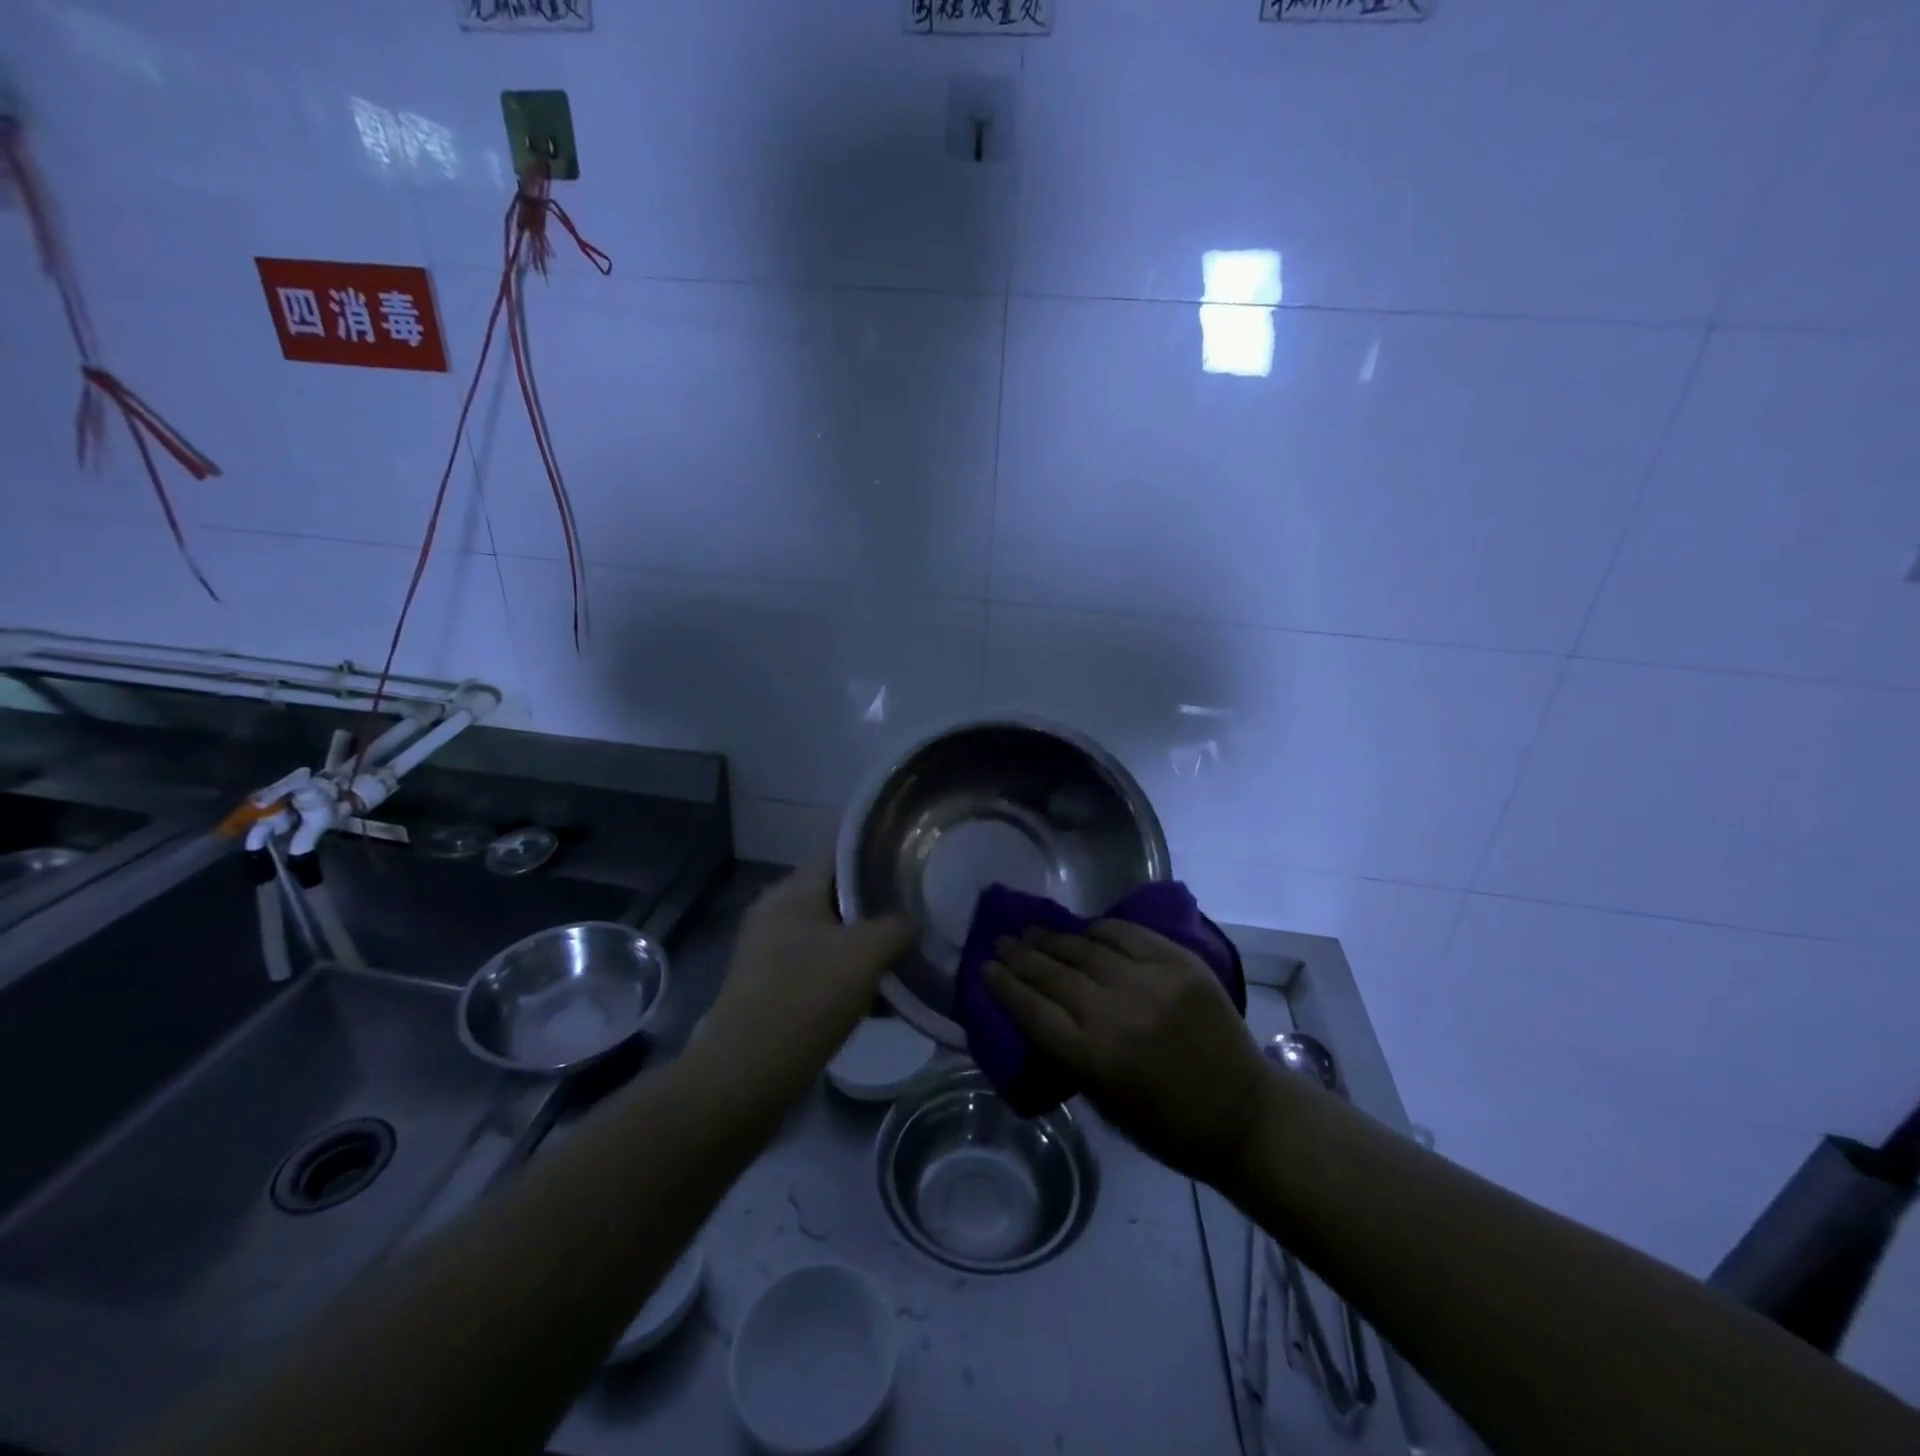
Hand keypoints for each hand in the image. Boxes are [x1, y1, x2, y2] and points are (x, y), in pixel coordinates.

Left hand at [701, 858, 915, 1102]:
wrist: (744, 1078)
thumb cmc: (805, 998)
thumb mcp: (865, 954)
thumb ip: (897, 927)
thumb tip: (911, 923)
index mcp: (791, 891)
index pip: (839, 852)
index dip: (877, 853)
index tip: (913, 863)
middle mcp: (774, 913)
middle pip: (835, 895)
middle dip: (876, 905)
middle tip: (917, 913)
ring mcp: (766, 953)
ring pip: (828, 935)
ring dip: (863, 945)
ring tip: (903, 956)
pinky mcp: (767, 989)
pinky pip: (815, 968)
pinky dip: (844, 974)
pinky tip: (875, 996)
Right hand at [985, 921, 1265, 1186]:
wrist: (1245, 1113)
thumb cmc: (1168, 1126)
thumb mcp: (1105, 1103)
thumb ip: (1069, 1054)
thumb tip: (1038, 1011)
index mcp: (1094, 1058)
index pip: (1033, 1011)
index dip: (1004, 986)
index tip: (984, 968)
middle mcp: (1116, 1013)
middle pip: (1054, 975)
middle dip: (1020, 956)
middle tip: (1000, 941)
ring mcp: (1151, 983)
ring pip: (1086, 949)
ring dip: (1052, 938)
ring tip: (1030, 930)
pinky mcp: (1179, 964)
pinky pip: (1128, 935)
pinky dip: (1101, 929)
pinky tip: (1083, 928)